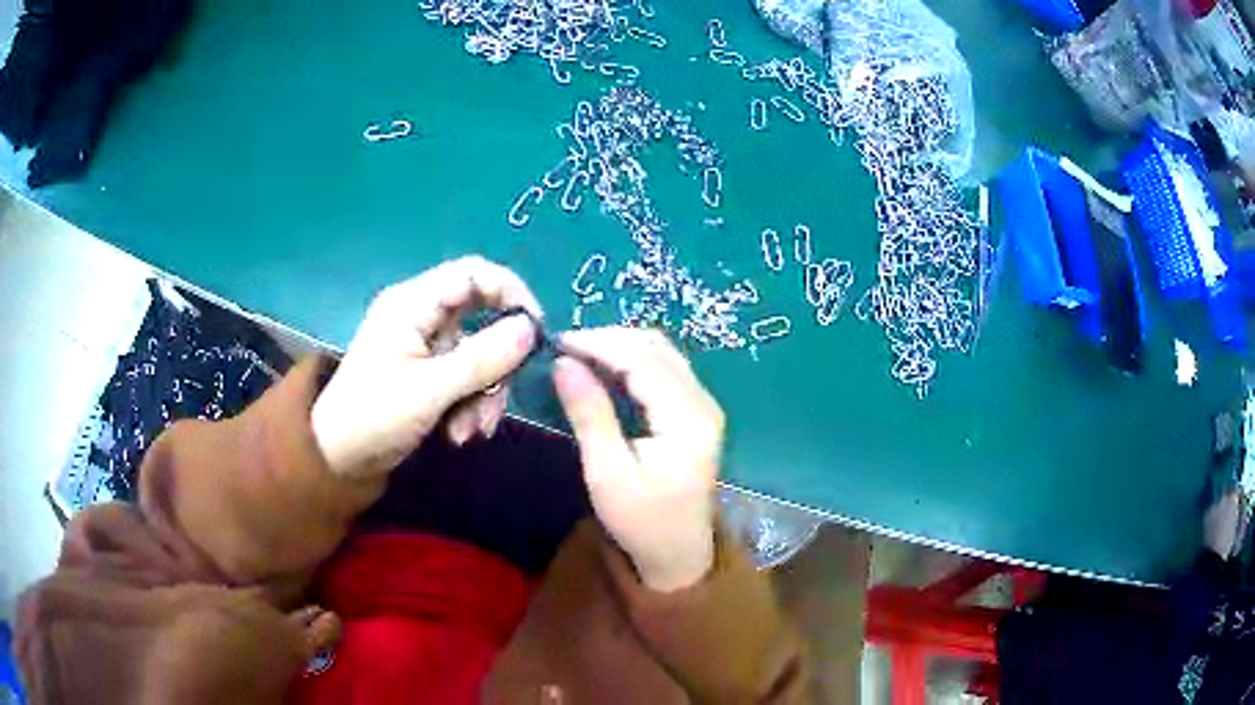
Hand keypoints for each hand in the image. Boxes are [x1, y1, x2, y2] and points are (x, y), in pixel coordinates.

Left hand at [311, 256, 541, 478]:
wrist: (338, 459)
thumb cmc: (374, 417)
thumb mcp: (430, 390)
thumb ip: (483, 359)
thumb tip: (531, 328)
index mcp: (412, 304)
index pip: (474, 274)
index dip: (511, 293)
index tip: (536, 332)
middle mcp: (420, 315)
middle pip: (482, 318)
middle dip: (496, 364)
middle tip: (499, 399)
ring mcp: (423, 345)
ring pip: (477, 354)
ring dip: (483, 393)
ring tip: (471, 431)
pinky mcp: (426, 371)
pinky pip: (464, 376)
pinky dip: (469, 403)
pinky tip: (459, 433)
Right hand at [554, 328, 723, 591]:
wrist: (677, 553)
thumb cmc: (641, 520)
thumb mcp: (607, 472)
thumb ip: (589, 413)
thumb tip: (563, 362)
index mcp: (687, 418)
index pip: (643, 360)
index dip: (600, 344)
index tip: (558, 341)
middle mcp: (703, 402)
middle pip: (656, 348)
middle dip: (609, 339)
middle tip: (565, 346)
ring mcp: (704, 405)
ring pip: (662, 354)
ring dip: (621, 346)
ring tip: (579, 353)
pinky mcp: (696, 412)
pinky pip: (665, 369)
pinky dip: (633, 360)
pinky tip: (605, 368)